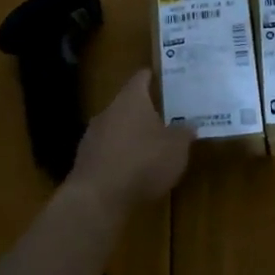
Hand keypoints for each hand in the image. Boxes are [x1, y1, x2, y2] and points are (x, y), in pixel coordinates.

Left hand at [68, 70, 193, 211]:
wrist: (97, 198)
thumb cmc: (143, 162)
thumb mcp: (176, 148)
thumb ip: (184, 133)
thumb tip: (189, 124)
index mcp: (131, 99)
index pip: (141, 77)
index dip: (154, 76)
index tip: (165, 78)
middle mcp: (108, 111)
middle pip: (128, 103)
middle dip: (145, 110)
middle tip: (165, 116)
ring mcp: (92, 135)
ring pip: (116, 127)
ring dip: (131, 134)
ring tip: (151, 146)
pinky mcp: (85, 160)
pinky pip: (107, 150)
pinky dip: (120, 156)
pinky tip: (132, 170)